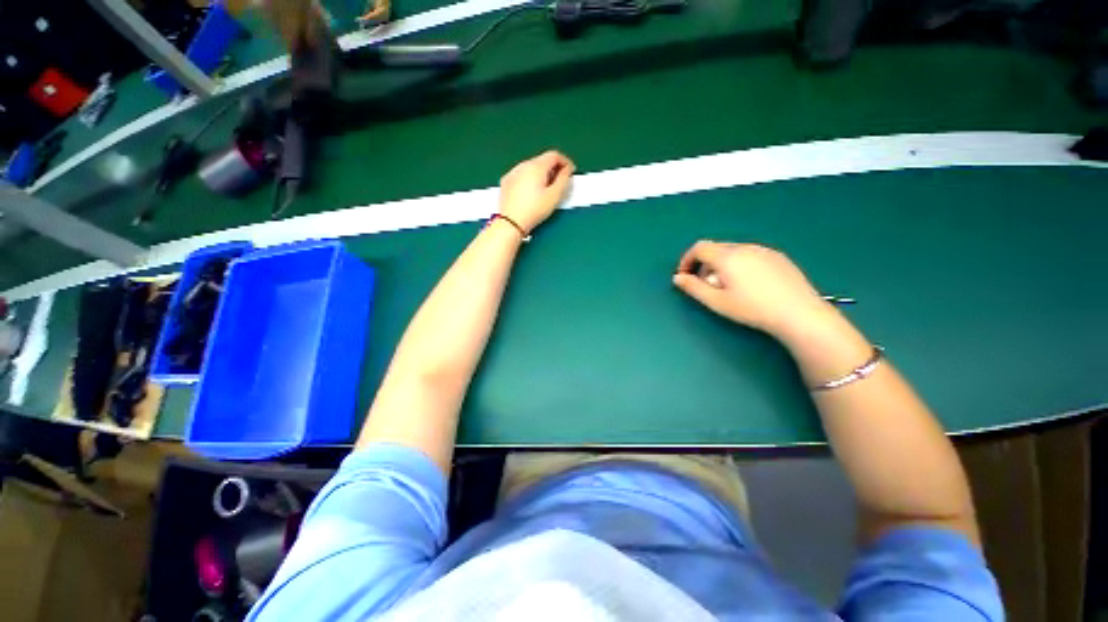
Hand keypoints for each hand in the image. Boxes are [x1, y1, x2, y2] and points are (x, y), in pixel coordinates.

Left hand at [498, 151, 575, 233]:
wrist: (511, 222)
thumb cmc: (534, 211)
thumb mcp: (554, 196)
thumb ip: (564, 180)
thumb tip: (567, 170)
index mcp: (536, 166)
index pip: (554, 155)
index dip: (565, 161)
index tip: (570, 171)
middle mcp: (523, 165)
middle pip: (542, 160)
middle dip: (553, 169)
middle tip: (559, 183)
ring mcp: (513, 172)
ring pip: (531, 167)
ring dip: (541, 174)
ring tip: (545, 190)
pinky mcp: (506, 181)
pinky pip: (521, 175)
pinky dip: (529, 179)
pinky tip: (531, 193)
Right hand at [673, 242, 830, 339]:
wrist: (799, 313)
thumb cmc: (752, 309)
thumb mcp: (716, 301)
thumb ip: (693, 288)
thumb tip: (678, 278)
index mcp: (727, 256)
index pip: (699, 248)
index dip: (687, 260)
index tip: (685, 276)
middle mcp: (744, 247)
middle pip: (716, 248)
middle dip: (704, 264)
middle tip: (705, 285)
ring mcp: (763, 250)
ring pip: (733, 251)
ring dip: (721, 264)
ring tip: (727, 286)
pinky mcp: (777, 256)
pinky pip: (750, 254)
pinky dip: (739, 264)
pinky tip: (749, 284)